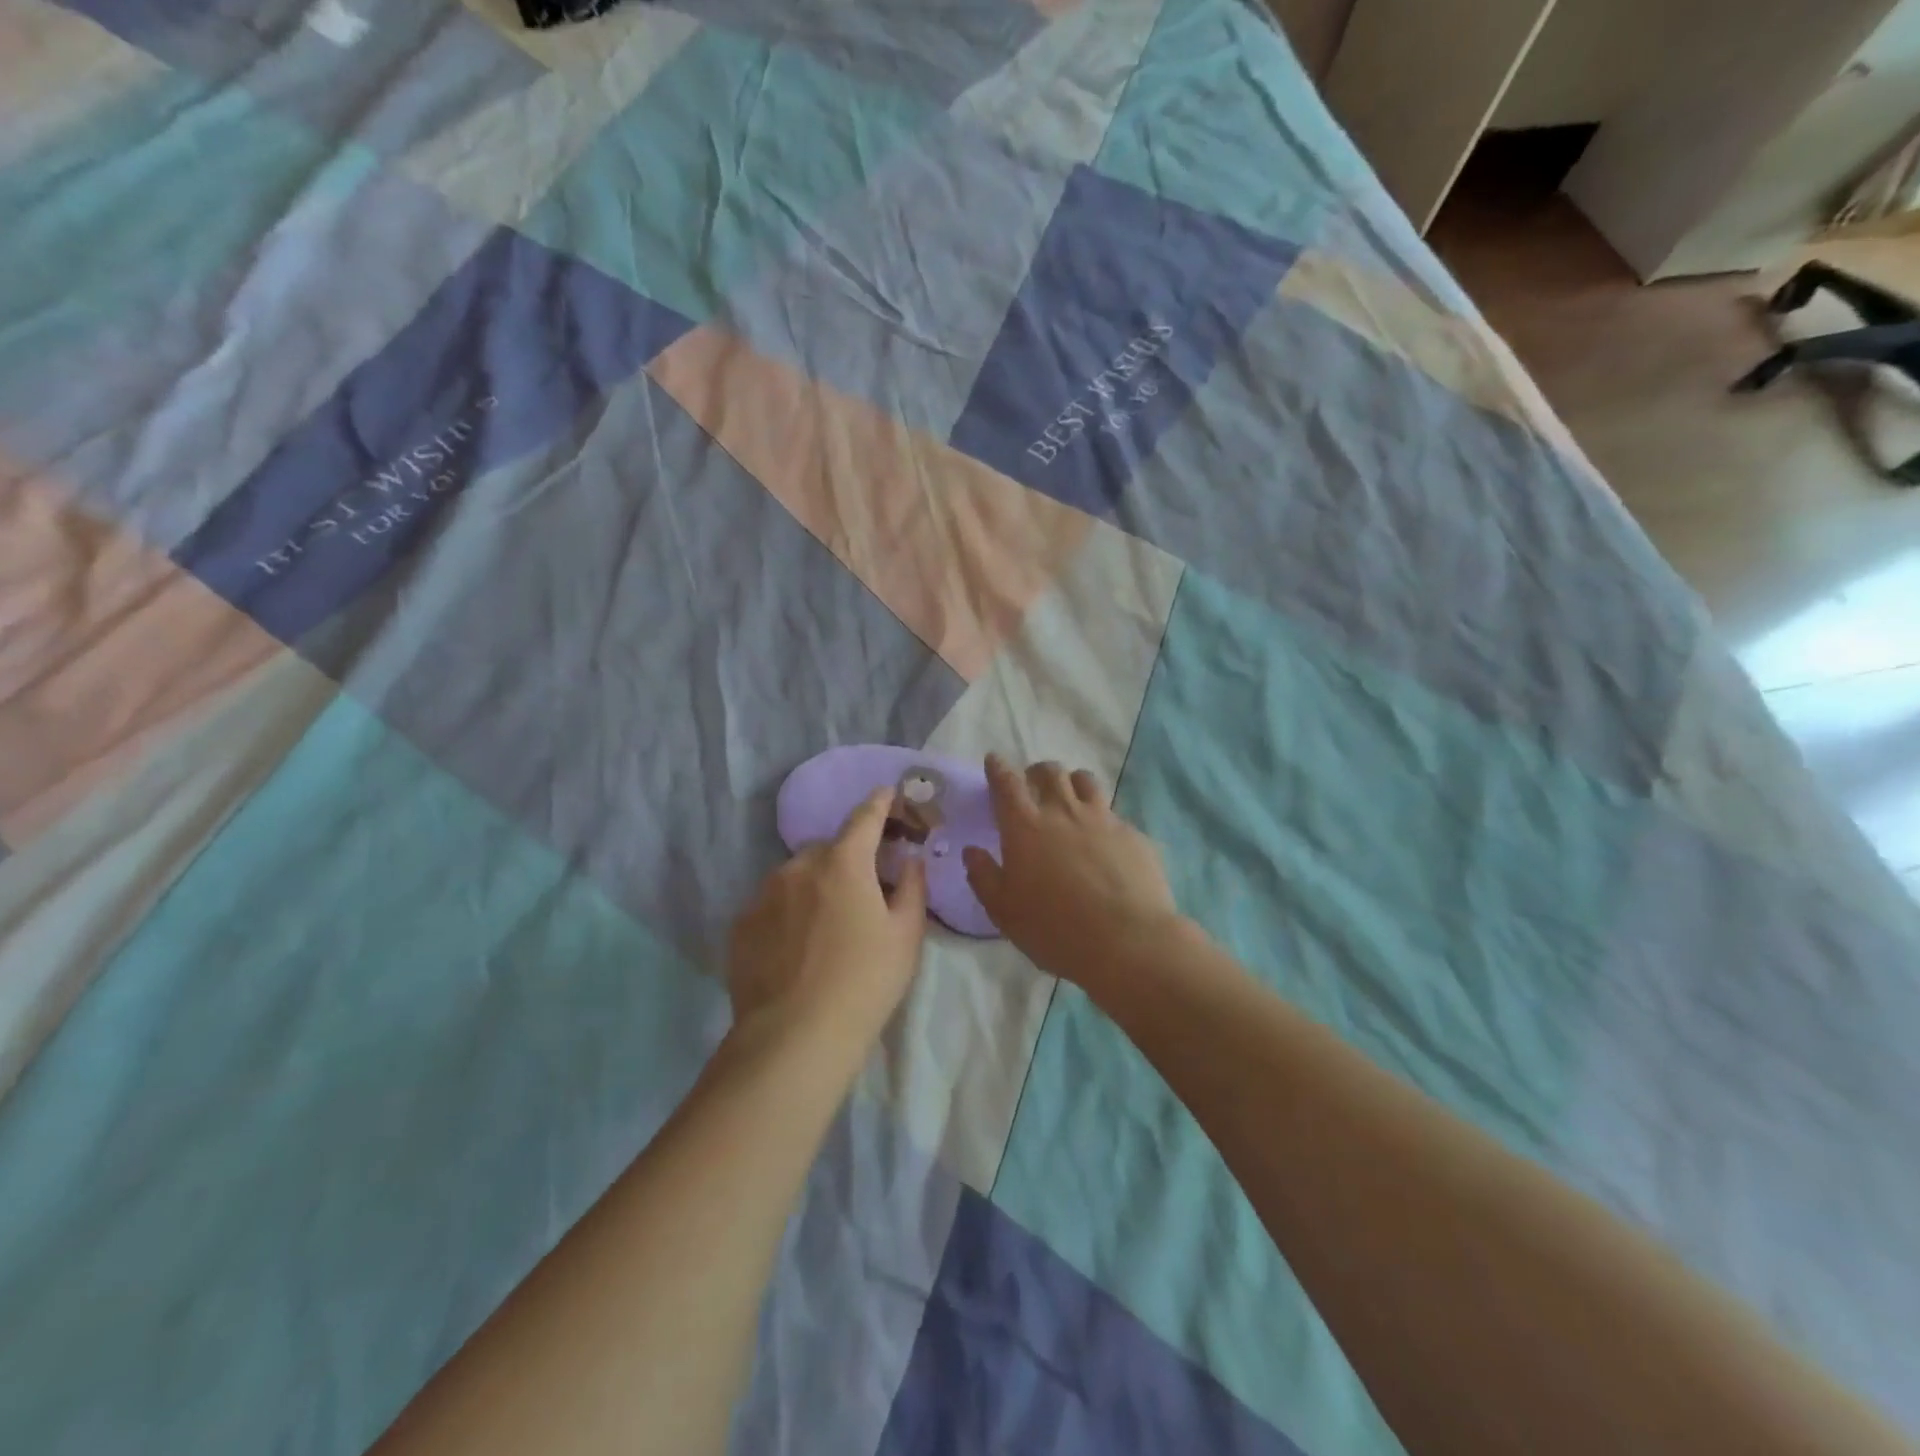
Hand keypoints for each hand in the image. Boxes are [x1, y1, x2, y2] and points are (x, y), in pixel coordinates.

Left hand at [727, 789, 929, 1045]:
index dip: (880, 803)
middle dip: (849, 856)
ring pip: (797, 874)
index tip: (888, 794)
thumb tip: (910, 859)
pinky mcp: (741, 925)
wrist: (795, 1037)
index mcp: (844, 862)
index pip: (865, 816)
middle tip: (865, 887)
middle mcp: (799, 866)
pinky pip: (773, 903)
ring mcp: (763, 894)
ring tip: (828, 924)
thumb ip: (912, 886)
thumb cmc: (865, 982)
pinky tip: (797, 946)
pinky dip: (789, 910)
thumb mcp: (907, 935)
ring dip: (816, 884)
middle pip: (830, 848)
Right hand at [963, 755, 1182, 986]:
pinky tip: (1103, 840)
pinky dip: (1101, 818)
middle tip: (1032, 785)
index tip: (994, 761)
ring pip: (1085, 781)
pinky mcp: (1133, 834)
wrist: (1127, 941)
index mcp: (1025, 826)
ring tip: (1069, 799)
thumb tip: (972, 852)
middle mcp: (1064, 811)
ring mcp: (1103, 819)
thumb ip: (984, 877)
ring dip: (1071, 783)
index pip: (1006, 782)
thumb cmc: (1055, 929)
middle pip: (1050, 772)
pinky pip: (1113, 813)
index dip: (998, 768)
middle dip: (1036, 772)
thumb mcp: (1004, 911)